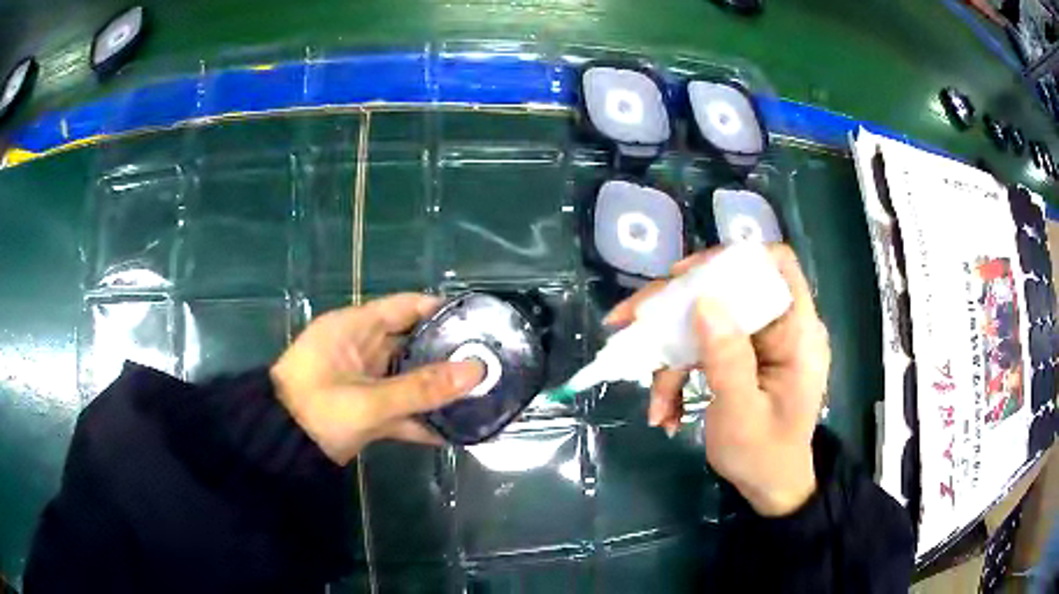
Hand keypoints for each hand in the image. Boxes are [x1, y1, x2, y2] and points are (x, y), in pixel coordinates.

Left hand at [270, 293, 483, 464]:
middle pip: (412, 342)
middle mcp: (361, 348)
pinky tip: (452, 430)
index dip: (442, 310)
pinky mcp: (364, 407)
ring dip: (436, 389)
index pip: (406, 306)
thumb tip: (476, 370)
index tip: (479, 321)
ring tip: (480, 393)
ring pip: (407, 377)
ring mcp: (363, 379)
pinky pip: (399, 406)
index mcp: (355, 328)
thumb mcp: (369, 401)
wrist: (280, 448)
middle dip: (447, 353)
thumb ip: (422, 388)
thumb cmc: (317, 410)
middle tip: (489, 362)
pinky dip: (420, 417)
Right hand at [605, 244, 829, 515]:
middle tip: (629, 322)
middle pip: (727, 289)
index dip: (733, 260)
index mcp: (798, 332)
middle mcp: (779, 327)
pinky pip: (701, 348)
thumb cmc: (764, 456)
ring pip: (705, 321)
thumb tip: (704, 300)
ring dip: (670, 356)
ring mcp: (758, 342)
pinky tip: (665, 410)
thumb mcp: (741, 413)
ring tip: (654, 402)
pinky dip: (678, 375)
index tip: (686, 278)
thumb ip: (727, 358)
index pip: (776, 264)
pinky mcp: (740, 357)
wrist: (769, 488)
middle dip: (676, 309)